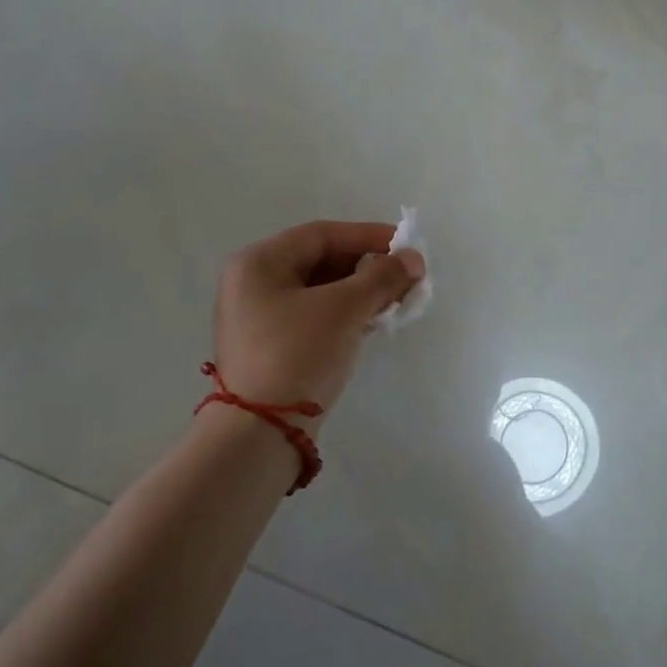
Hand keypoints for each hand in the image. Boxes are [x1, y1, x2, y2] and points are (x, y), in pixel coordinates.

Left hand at [212, 221, 425, 417]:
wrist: (261, 431)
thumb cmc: (298, 354)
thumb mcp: (344, 309)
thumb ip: (381, 277)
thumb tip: (413, 259)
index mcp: (259, 263)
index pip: (322, 235)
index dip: (368, 236)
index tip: (407, 246)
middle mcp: (252, 284)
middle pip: (320, 261)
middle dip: (367, 267)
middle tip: (406, 278)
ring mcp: (259, 318)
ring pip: (320, 291)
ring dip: (360, 292)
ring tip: (396, 301)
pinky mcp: (271, 348)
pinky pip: (314, 317)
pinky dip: (345, 315)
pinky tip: (373, 323)